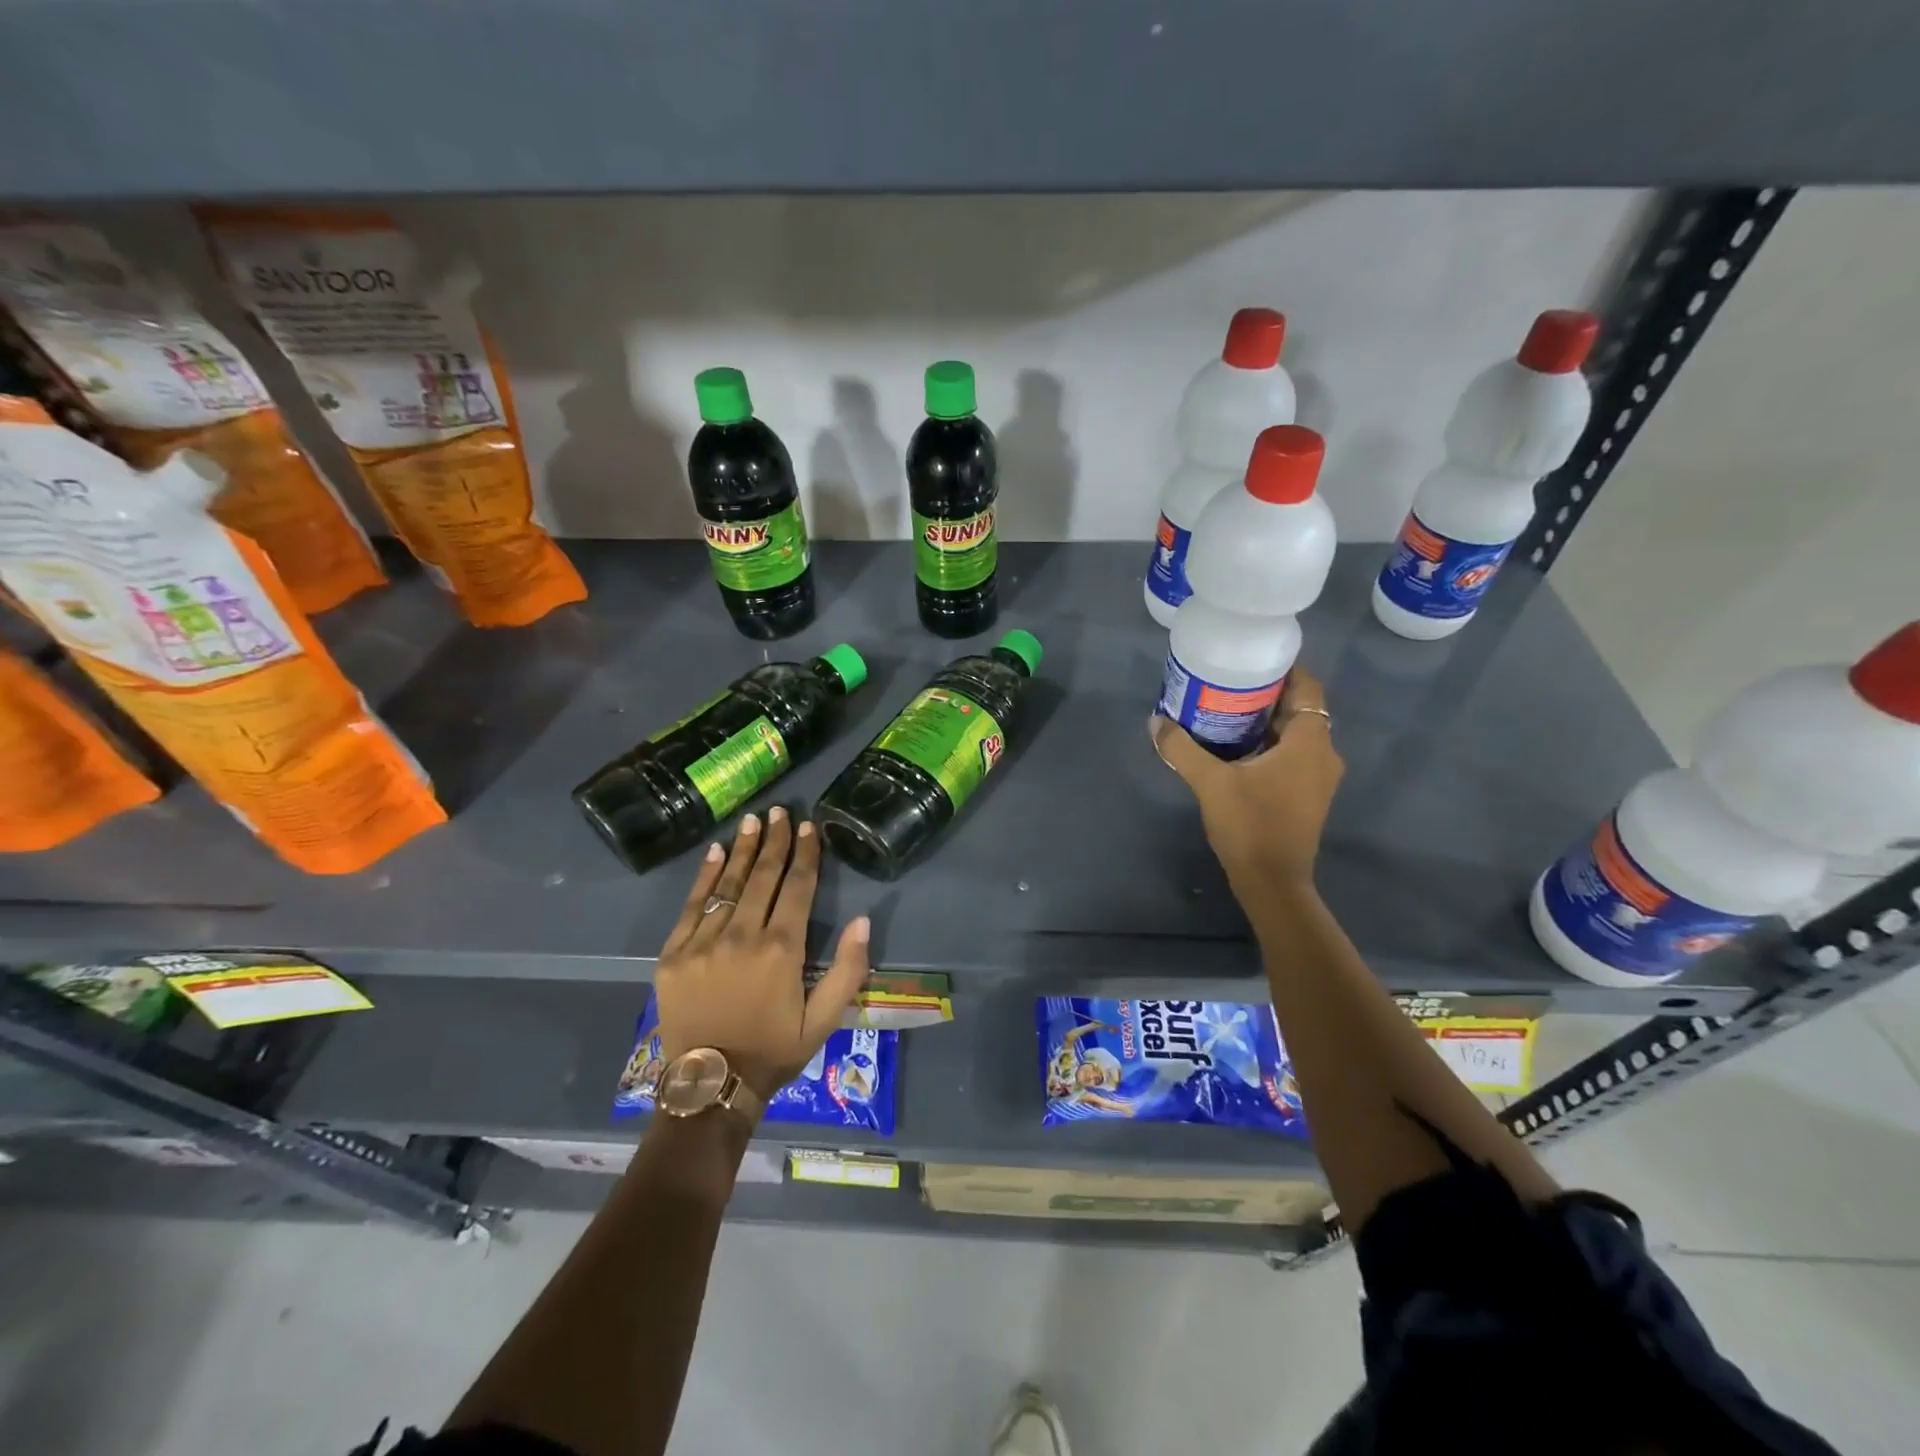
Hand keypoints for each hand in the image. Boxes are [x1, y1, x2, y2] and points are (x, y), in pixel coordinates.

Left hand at [651, 807, 871, 1104]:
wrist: (710, 1086)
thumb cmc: (773, 1051)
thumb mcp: (824, 1020)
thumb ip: (848, 969)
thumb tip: (864, 919)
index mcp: (782, 950)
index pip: (797, 888)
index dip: (805, 854)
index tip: (808, 827)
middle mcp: (743, 936)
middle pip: (763, 877)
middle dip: (774, 841)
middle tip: (780, 811)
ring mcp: (704, 942)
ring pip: (728, 884)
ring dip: (742, 849)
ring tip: (751, 820)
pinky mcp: (675, 953)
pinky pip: (693, 905)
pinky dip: (705, 876)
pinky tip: (715, 852)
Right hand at [1151, 668, 1343, 889]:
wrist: (1273, 882)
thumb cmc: (1250, 825)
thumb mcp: (1210, 783)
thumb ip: (1182, 748)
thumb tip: (1156, 722)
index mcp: (1310, 742)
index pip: (1308, 687)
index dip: (1284, 668)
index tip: (1251, 659)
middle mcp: (1323, 754)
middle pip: (1300, 709)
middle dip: (1266, 693)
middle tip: (1228, 681)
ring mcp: (1318, 777)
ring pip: (1295, 733)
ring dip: (1266, 720)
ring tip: (1225, 708)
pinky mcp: (1307, 795)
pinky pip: (1292, 754)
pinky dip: (1268, 743)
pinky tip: (1235, 746)